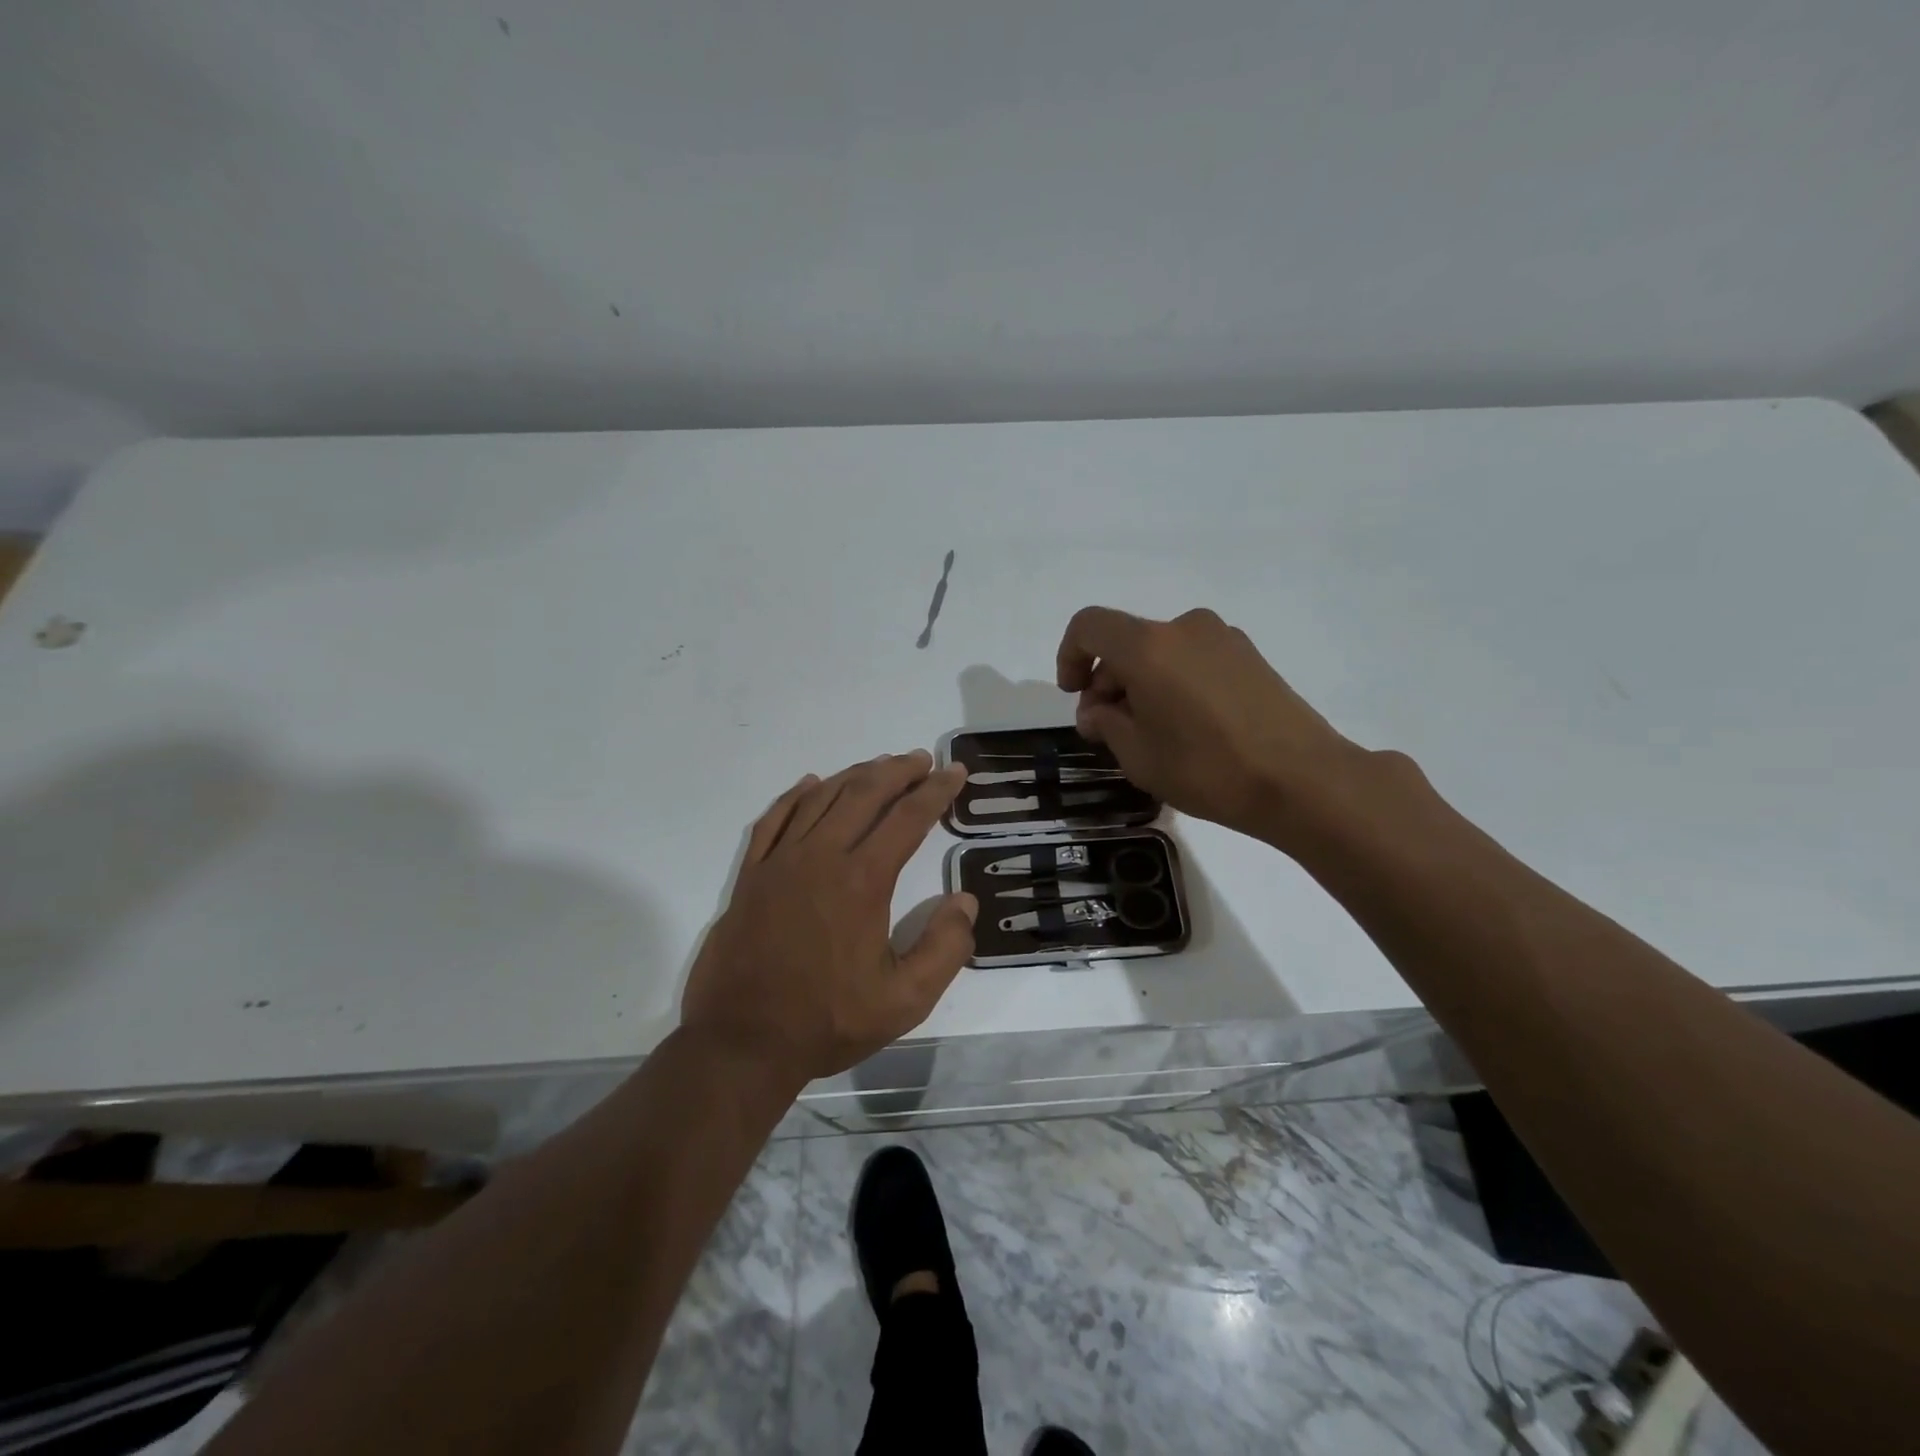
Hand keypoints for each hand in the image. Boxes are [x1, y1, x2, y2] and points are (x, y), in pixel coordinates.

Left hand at [680, 750, 976, 1083]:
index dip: (936, 791)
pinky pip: (774, 819)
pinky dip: (795, 795)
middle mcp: (821, 857)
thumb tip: (964, 902)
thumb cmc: (827, 1021)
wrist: (741, 1043)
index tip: (955, 772)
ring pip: (821, 798)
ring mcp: (780, 862)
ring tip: (879, 766)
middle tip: (922, 760)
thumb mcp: (904, 1000)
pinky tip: (811, 784)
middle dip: (898, 771)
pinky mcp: (751, 876)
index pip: (907, 818)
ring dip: (854, 776)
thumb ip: (944, 949)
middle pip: (864, 794)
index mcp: (862, 881)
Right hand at [1056, 606, 1369, 845]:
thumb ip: (1105, 723)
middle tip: (1110, 729)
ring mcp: (1222, 638)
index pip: (1089, 626)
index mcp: (1148, 646)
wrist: (1303, 780)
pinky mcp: (1249, 655)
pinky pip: (1192, 659)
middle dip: (1107, 680)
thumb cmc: (1208, 768)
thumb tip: (1098, 710)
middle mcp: (1184, 628)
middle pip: (1126, 641)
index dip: (1070, 656)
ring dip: (1141, 683)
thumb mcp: (1138, 756)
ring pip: (1160, 652)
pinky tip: (1187, 726)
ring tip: (1152, 732)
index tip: (1075, 695)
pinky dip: (1174, 682)